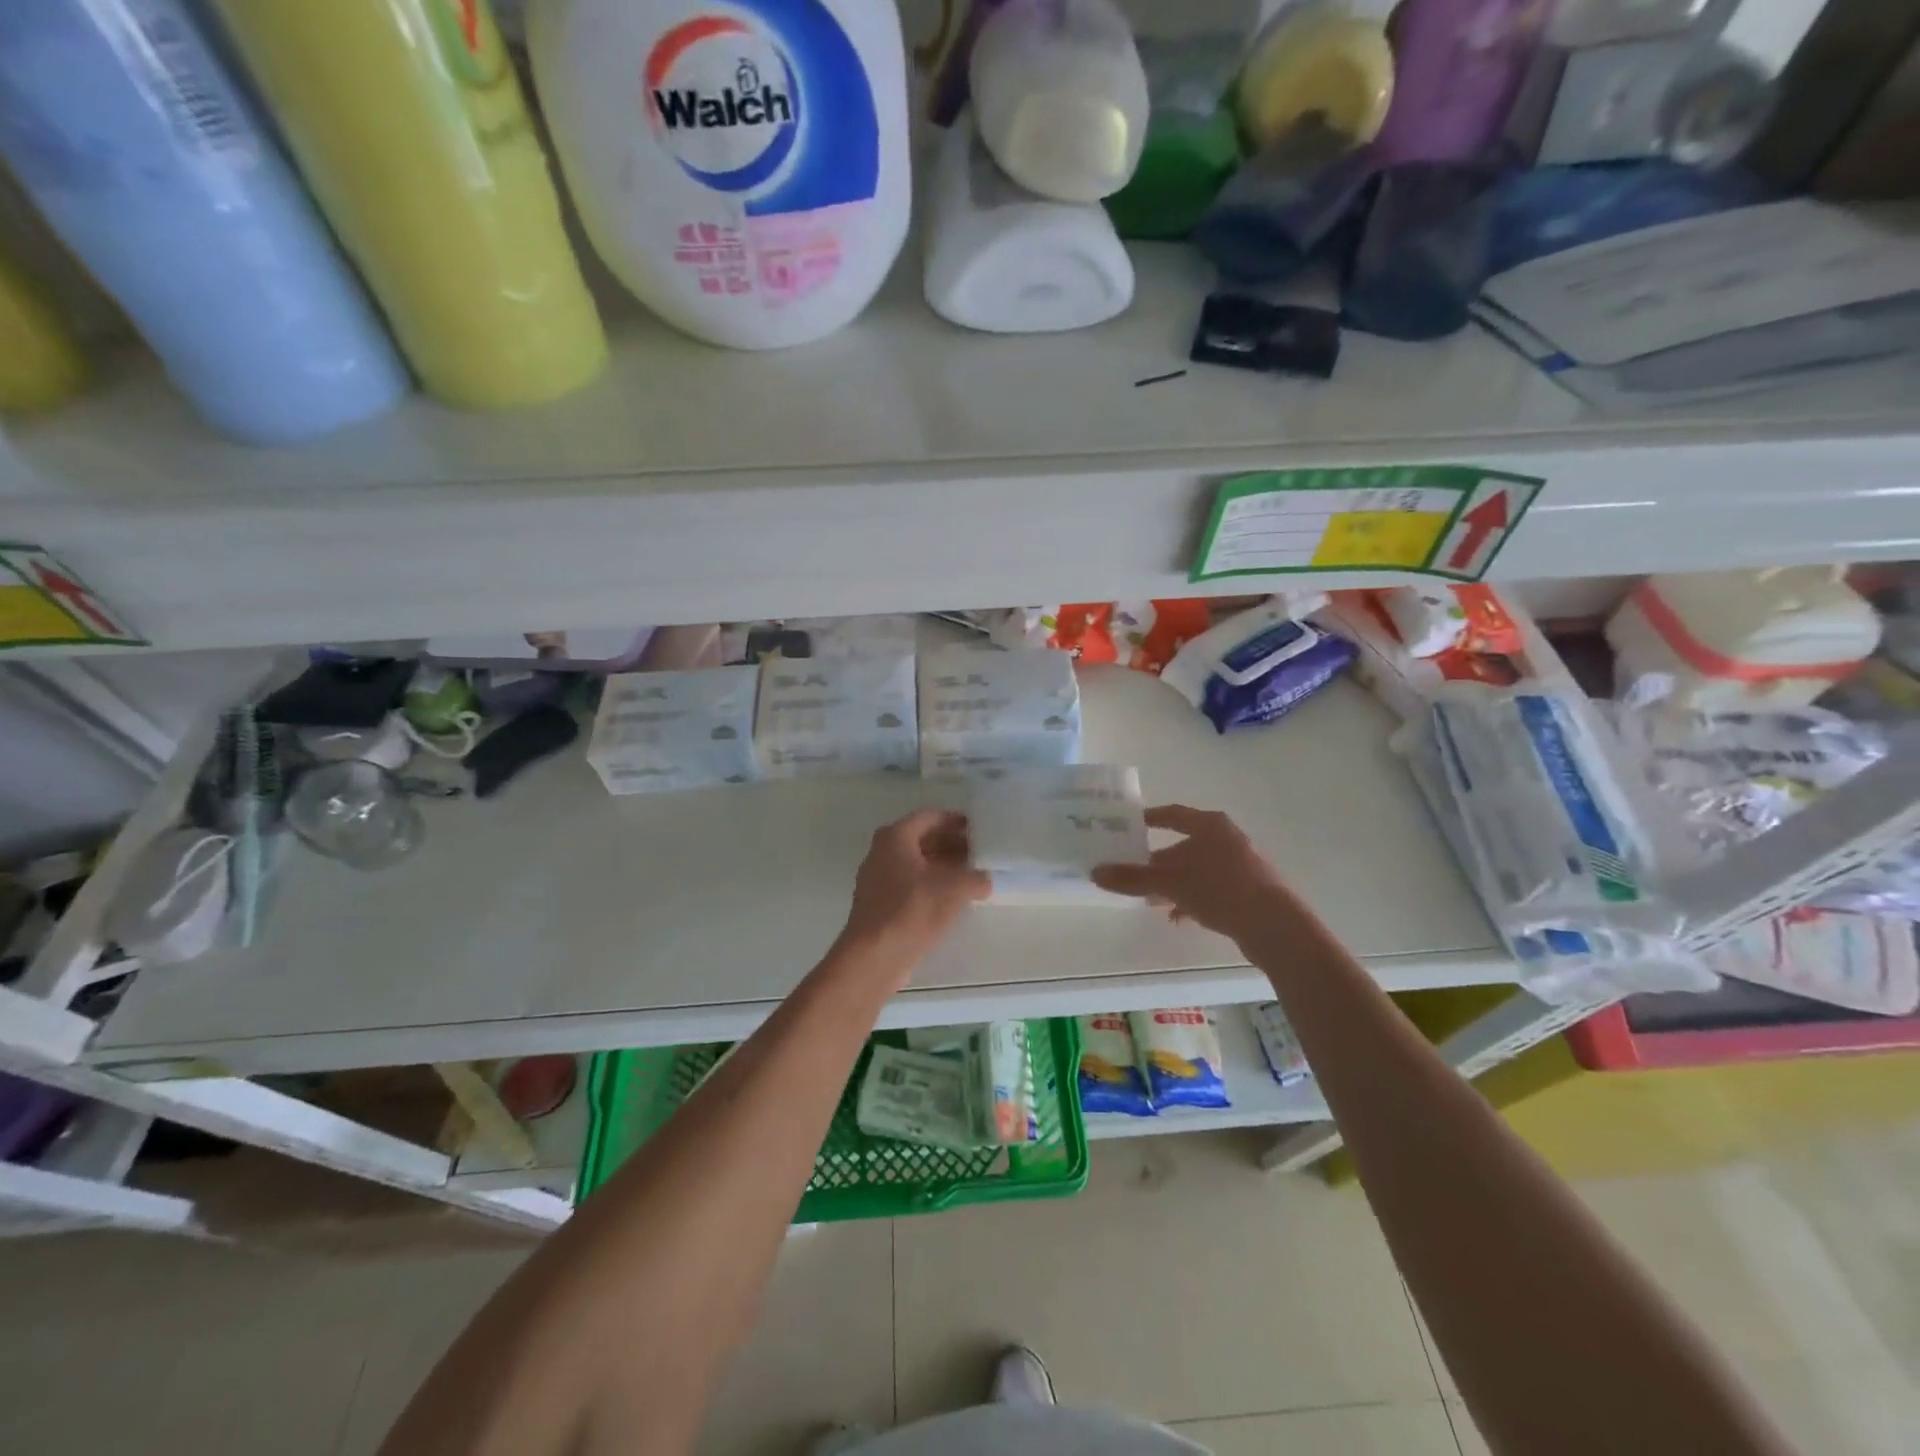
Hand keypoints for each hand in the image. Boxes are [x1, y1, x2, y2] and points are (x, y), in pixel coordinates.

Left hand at [837, 809, 990, 981]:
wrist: (874, 955)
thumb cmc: (912, 909)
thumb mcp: (954, 889)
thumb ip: (976, 878)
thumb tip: (986, 880)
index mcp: (895, 837)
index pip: (928, 817)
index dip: (953, 820)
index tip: (976, 828)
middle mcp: (881, 852)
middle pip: (920, 840)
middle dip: (949, 844)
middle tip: (977, 852)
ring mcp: (877, 879)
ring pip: (915, 864)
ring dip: (941, 866)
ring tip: (969, 876)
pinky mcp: (879, 904)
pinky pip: (908, 885)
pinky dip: (929, 885)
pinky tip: (950, 900)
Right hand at [1092, 804, 1298, 944]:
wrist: (1276, 926)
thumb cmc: (1220, 889)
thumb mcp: (1171, 883)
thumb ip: (1133, 878)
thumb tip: (1096, 872)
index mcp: (1210, 826)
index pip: (1173, 815)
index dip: (1151, 818)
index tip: (1131, 825)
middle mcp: (1227, 839)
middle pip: (1184, 845)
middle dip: (1158, 862)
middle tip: (1133, 872)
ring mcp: (1241, 865)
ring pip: (1197, 869)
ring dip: (1174, 884)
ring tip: (1151, 901)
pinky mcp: (1249, 891)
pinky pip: (1212, 889)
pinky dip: (1193, 899)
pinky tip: (1179, 917)